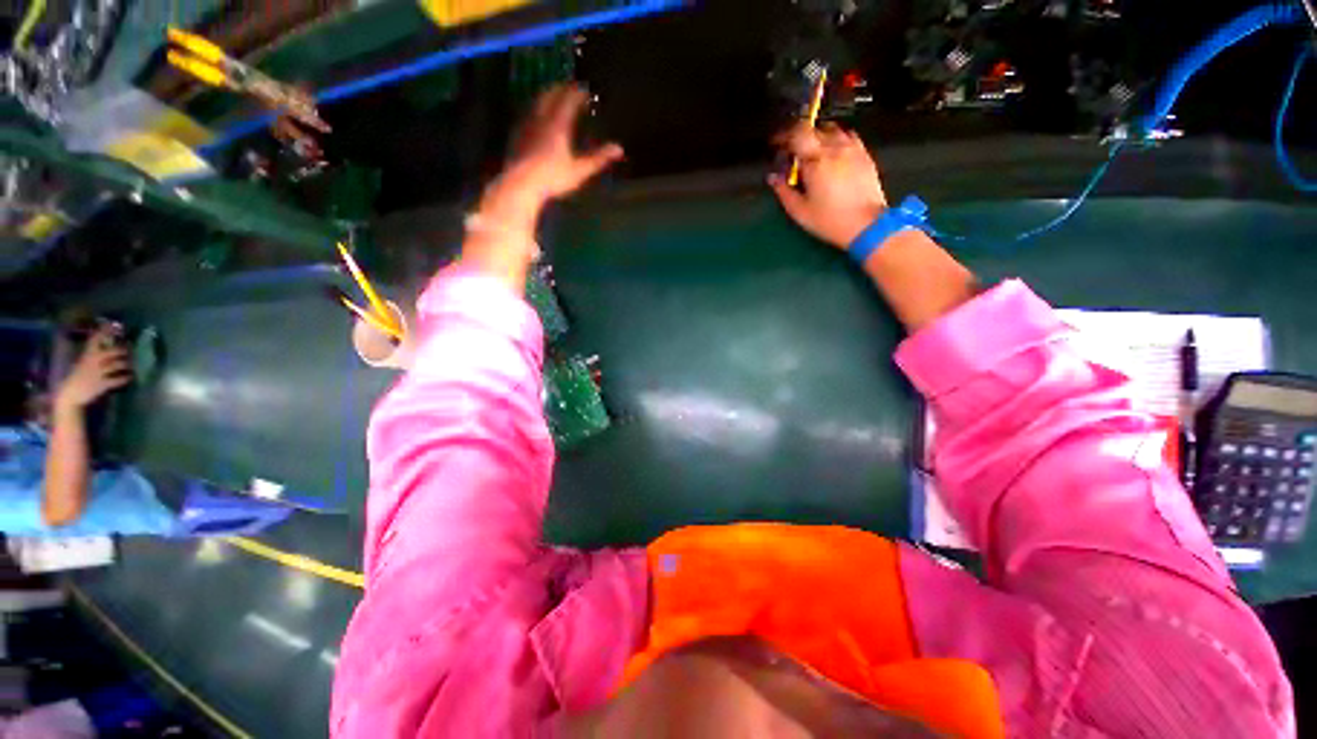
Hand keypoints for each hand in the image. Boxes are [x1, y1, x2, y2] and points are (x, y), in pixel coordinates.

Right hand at [55, 327, 132, 411]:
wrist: (69, 396)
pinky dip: (125, 378)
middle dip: (124, 350)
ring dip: (127, 364)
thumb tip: (105, 346)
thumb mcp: (82, 363)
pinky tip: (129, 377)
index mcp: (86, 355)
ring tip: (131, 365)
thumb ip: (92, 355)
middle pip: (113, 351)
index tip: (116, 325)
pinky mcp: (102, 385)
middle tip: (129, 352)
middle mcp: (93, 362)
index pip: (96, 339)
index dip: (106, 331)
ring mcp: (98, 373)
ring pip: (118, 364)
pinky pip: (118, 380)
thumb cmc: (76, 378)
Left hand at [477, 84, 624, 232]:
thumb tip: (619, 149)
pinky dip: (536, 110)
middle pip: (550, 95)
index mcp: (557, 123)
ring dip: (547, 96)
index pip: (568, 100)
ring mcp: (526, 125)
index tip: (586, 90)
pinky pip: (527, 114)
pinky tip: (537, 118)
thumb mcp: (580, 170)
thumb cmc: (553, 177)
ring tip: (553, 97)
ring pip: (537, 102)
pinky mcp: (516, 134)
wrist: (521, 183)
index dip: (578, 93)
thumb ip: (598, 158)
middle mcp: (541, 118)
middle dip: (560, 89)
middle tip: (569, 88)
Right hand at [769, 122, 887, 248]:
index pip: (797, 134)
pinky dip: (835, 140)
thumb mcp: (800, 211)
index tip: (777, 145)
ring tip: (811, 153)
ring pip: (831, 130)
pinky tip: (831, 154)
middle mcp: (835, 148)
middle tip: (792, 153)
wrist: (866, 224)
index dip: (783, 136)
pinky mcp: (864, 154)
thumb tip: (773, 178)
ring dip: (817, 137)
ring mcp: (852, 149)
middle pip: (813, 129)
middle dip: (798, 137)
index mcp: (816, 161)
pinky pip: (847, 137)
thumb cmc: (829, 220)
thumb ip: (784, 191)